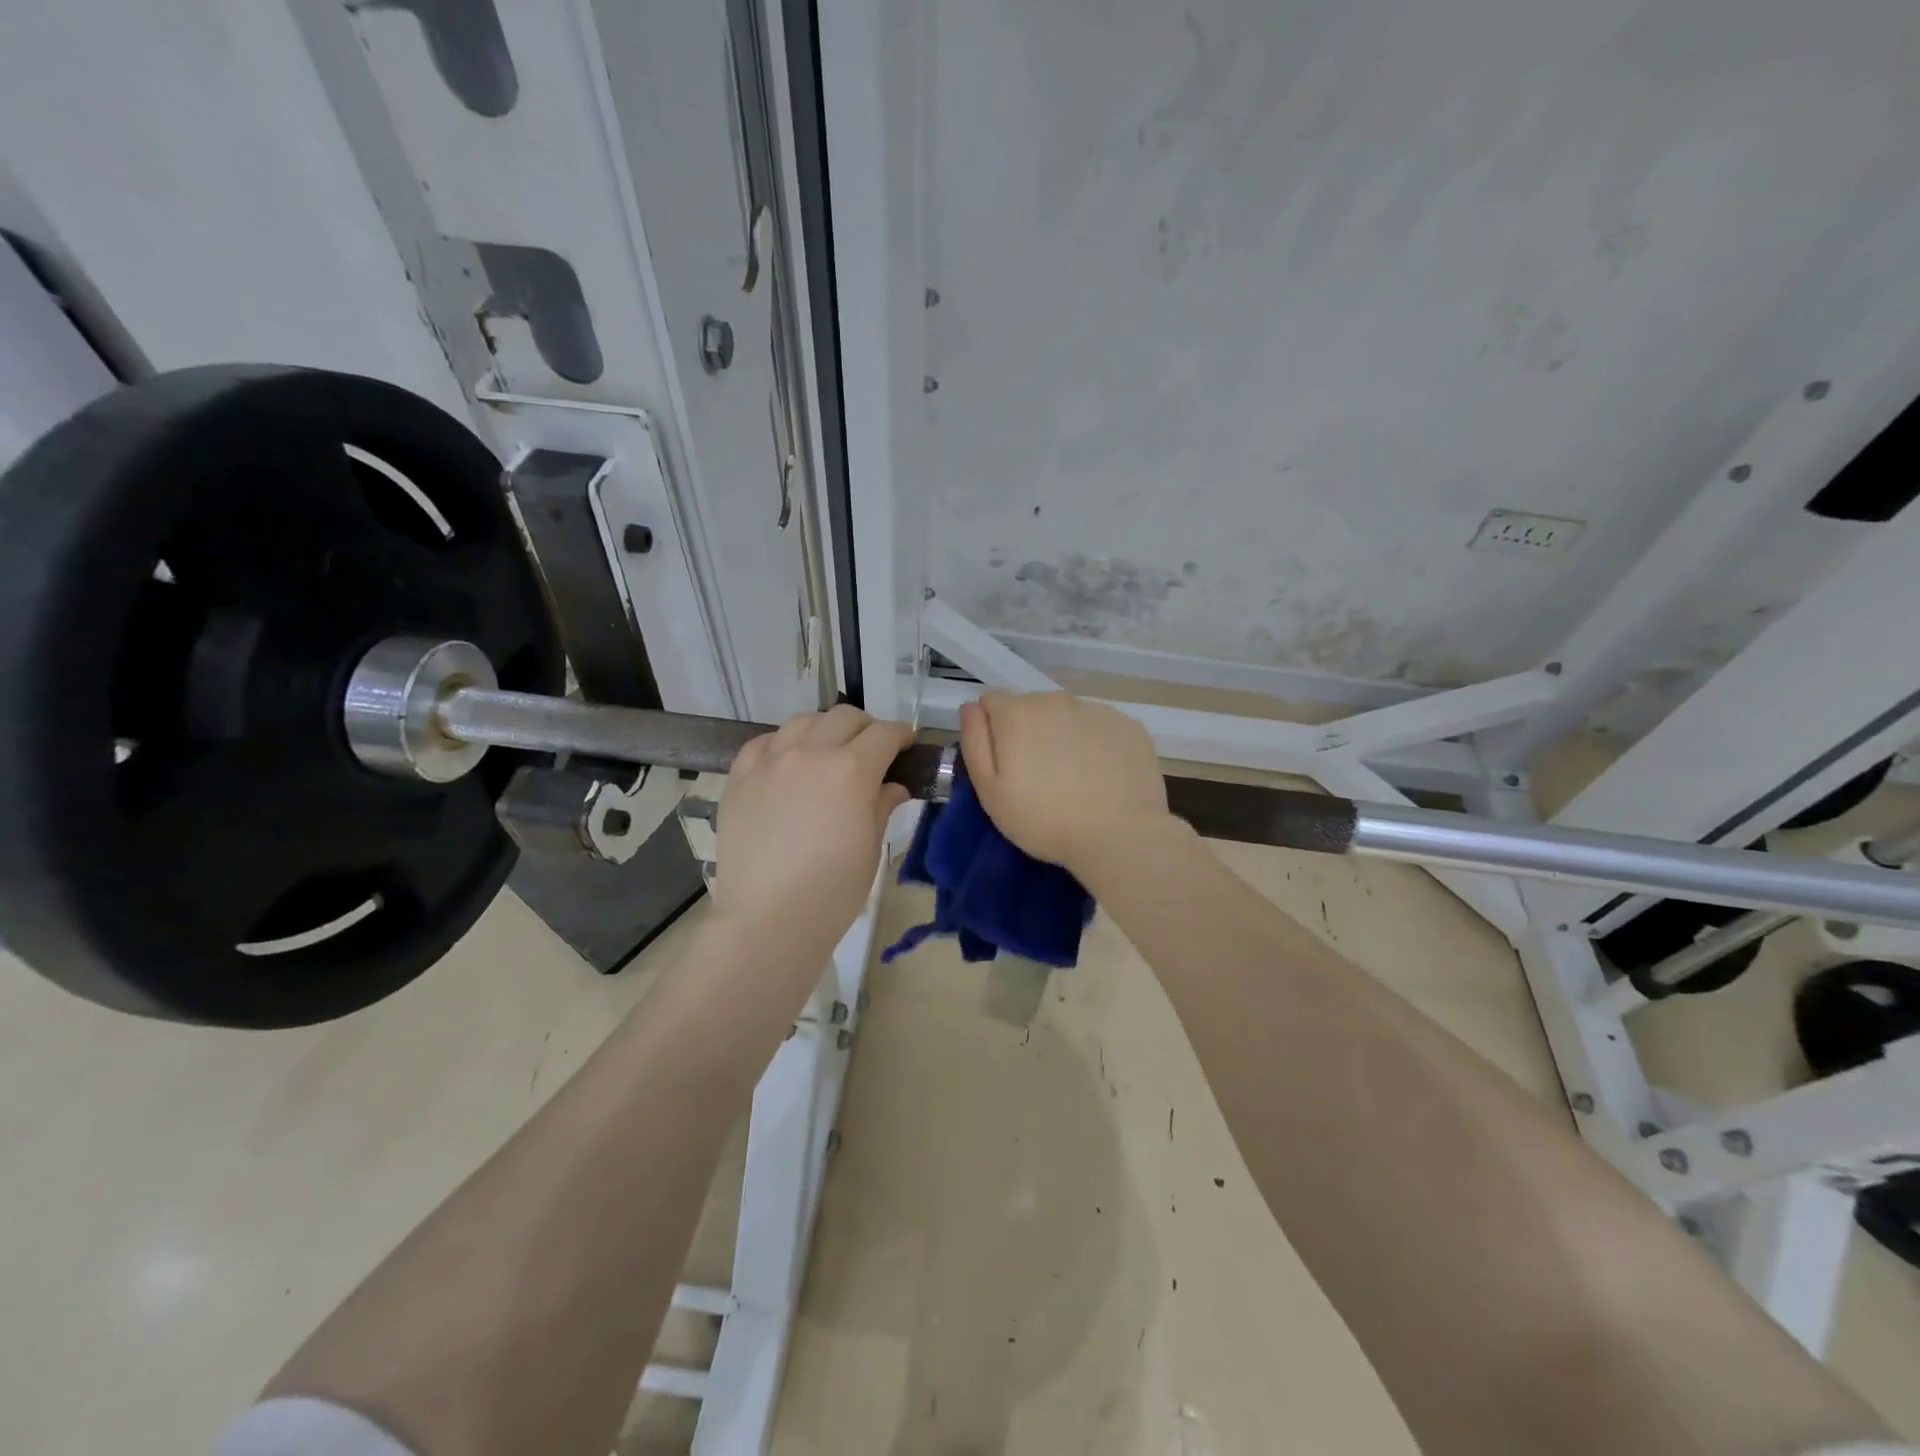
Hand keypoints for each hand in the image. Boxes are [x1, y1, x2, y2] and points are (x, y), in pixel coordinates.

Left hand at [714, 705, 912, 944]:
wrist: (767, 919)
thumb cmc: (833, 891)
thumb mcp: (870, 847)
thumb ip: (881, 805)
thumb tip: (892, 786)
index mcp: (851, 770)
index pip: (884, 734)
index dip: (901, 736)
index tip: (907, 747)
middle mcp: (810, 753)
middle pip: (844, 717)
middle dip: (866, 728)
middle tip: (872, 752)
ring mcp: (770, 762)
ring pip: (802, 721)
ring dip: (824, 729)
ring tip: (827, 752)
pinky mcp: (739, 778)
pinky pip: (763, 743)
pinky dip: (782, 744)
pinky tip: (787, 763)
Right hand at [959, 691, 1170, 876]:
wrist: (1119, 836)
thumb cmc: (1044, 820)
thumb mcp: (990, 791)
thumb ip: (975, 742)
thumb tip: (971, 707)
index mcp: (1017, 713)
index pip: (992, 701)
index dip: (992, 730)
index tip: (1004, 763)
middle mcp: (1056, 700)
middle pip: (1031, 706)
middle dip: (1029, 732)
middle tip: (1039, 777)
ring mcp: (1097, 710)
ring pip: (1067, 715)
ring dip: (1063, 735)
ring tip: (1074, 778)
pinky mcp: (1129, 725)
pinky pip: (1100, 727)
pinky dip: (1096, 744)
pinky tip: (1102, 776)